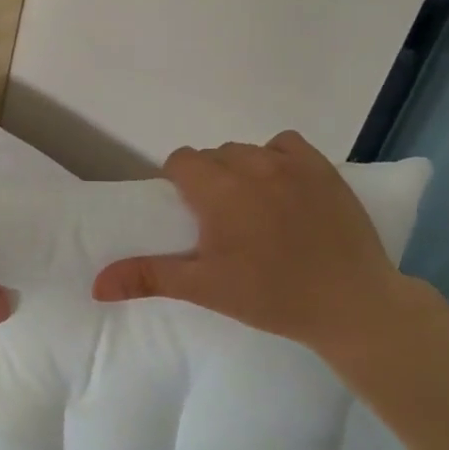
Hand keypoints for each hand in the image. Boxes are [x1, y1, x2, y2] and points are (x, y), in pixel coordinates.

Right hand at [92, 132, 407, 354]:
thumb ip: (148, 276)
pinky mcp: (324, 169)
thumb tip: (96, 284)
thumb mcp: (204, 287)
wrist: (352, 304)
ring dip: (240, 169)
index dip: (178, 183)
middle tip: (220, 219)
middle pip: (213, 155)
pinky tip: (283, 188)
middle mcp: (251, 165)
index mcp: (218, 190)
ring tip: (252, 206)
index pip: (181, 161)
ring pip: (247, 150)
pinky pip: (286, 145)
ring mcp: (291, 164)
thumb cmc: (270, 295)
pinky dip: (277, 158)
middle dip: (208, 178)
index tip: (189, 214)